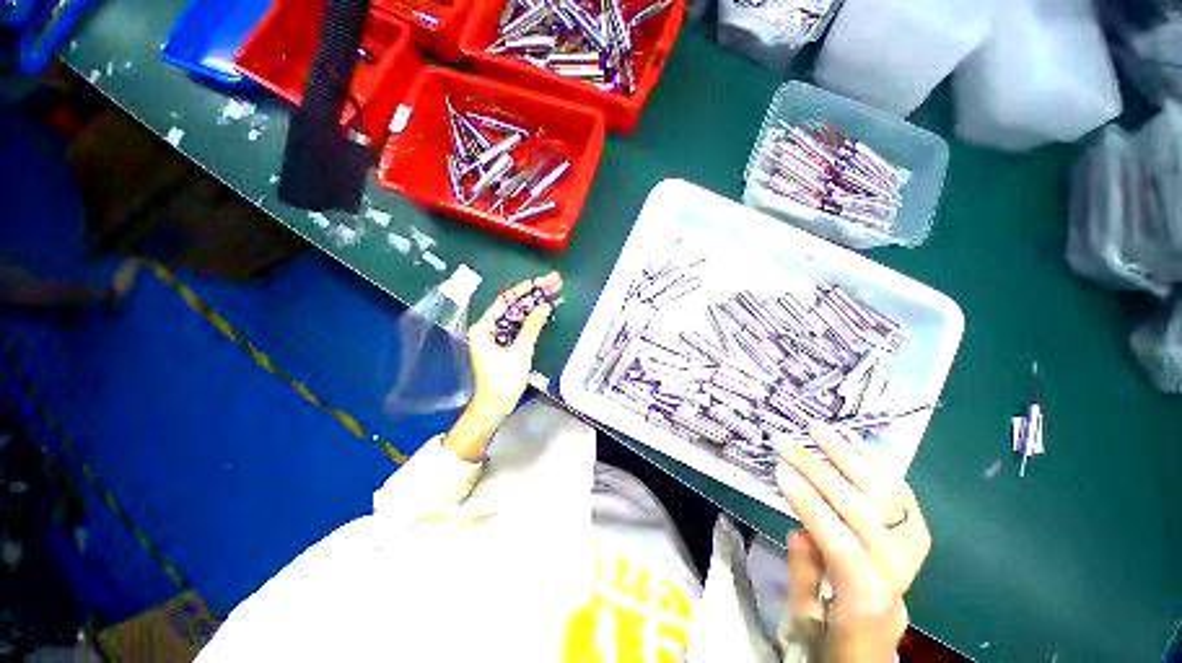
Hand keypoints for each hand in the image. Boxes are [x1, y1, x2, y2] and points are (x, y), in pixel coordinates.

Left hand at [444, 273, 561, 460]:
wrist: (495, 406)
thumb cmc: (503, 381)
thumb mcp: (520, 352)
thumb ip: (532, 327)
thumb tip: (545, 306)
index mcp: (484, 327)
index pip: (506, 300)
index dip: (525, 289)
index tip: (543, 280)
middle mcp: (488, 328)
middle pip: (513, 305)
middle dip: (534, 294)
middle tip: (555, 282)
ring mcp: (497, 336)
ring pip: (518, 315)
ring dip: (535, 305)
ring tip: (554, 292)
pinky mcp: (505, 344)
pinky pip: (519, 326)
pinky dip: (532, 319)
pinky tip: (546, 311)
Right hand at [775, 423, 931, 662]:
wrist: (877, 639)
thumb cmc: (833, 634)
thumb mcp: (805, 618)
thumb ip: (803, 574)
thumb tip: (801, 529)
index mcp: (866, 598)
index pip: (841, 543)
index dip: (810, 504)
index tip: (778, 469)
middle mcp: (897, 570)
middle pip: (862, 511)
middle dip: (819, 471)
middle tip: (785, 442)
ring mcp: (911, 549)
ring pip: (886, 494)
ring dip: (849, 456)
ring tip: (818, 429)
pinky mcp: (916, 533)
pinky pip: (902, 493)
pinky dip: (878, 464)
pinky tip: (854, 440)